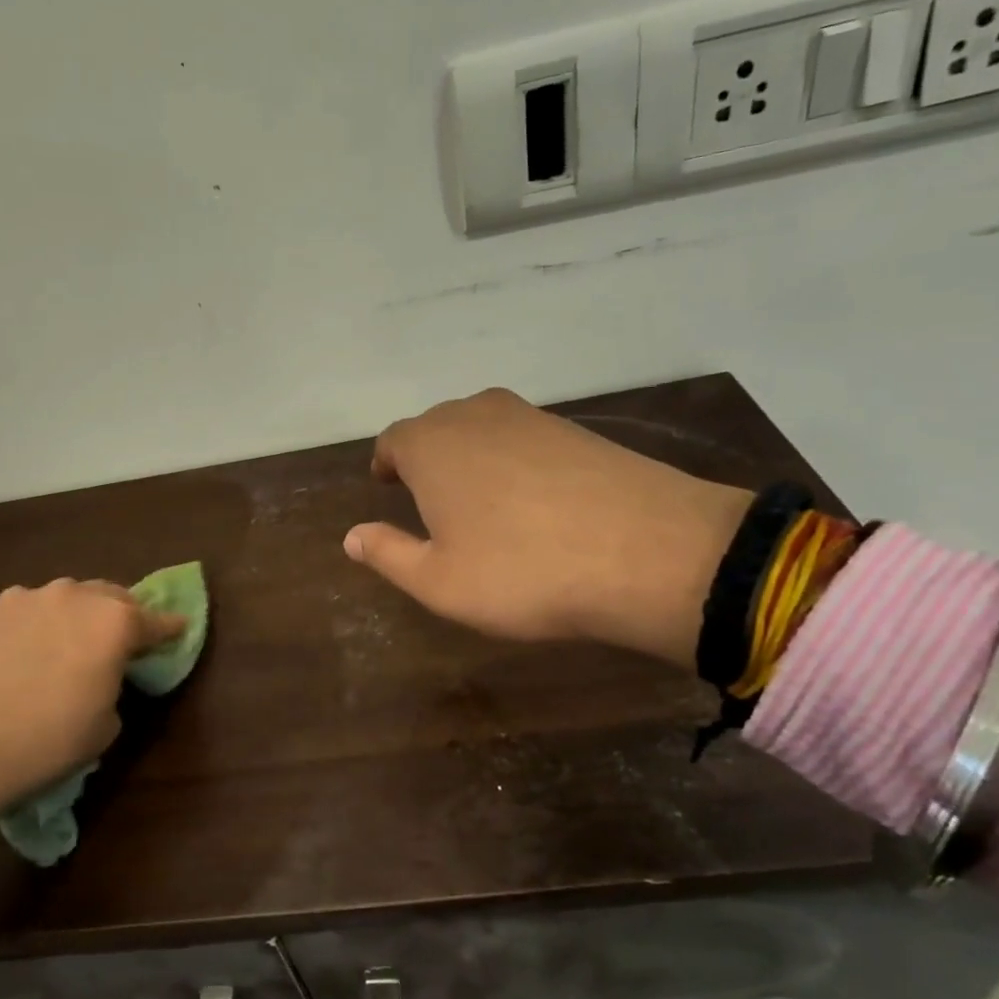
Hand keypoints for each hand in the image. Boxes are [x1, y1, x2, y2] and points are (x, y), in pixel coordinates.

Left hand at [0, 580, 186, 839]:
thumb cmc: (47, 741)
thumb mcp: (105, 725)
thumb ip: (114, 687)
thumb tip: (99, 678)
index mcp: (114, 623)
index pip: (156, 621)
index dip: (170, 628)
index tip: (180, 628)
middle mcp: (75, 597)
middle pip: (111, 596)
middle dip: (121, 615)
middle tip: (119, 640)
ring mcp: (27, 598)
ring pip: (65, 597)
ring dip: (74, 615)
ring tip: (64, 644)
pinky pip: (24, 610)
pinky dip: (33, 625)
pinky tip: (21, 652)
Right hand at [344, 388, 749, 666]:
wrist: (647, 552)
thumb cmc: (522, 572)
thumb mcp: (439, 582)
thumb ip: (388, 554)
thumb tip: (351, 536)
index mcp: (431, 446)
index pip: (393, 441)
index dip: (386, 463)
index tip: (386, 484)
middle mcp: (474, 416)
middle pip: (436, 427)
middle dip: (425, 457)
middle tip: (428, 498)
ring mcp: (530, 417)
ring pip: (481, 428)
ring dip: (470, 455)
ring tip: (476, 497)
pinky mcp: (576, 429)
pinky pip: (524, 437)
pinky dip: (513, 459)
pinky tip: (530, 497)